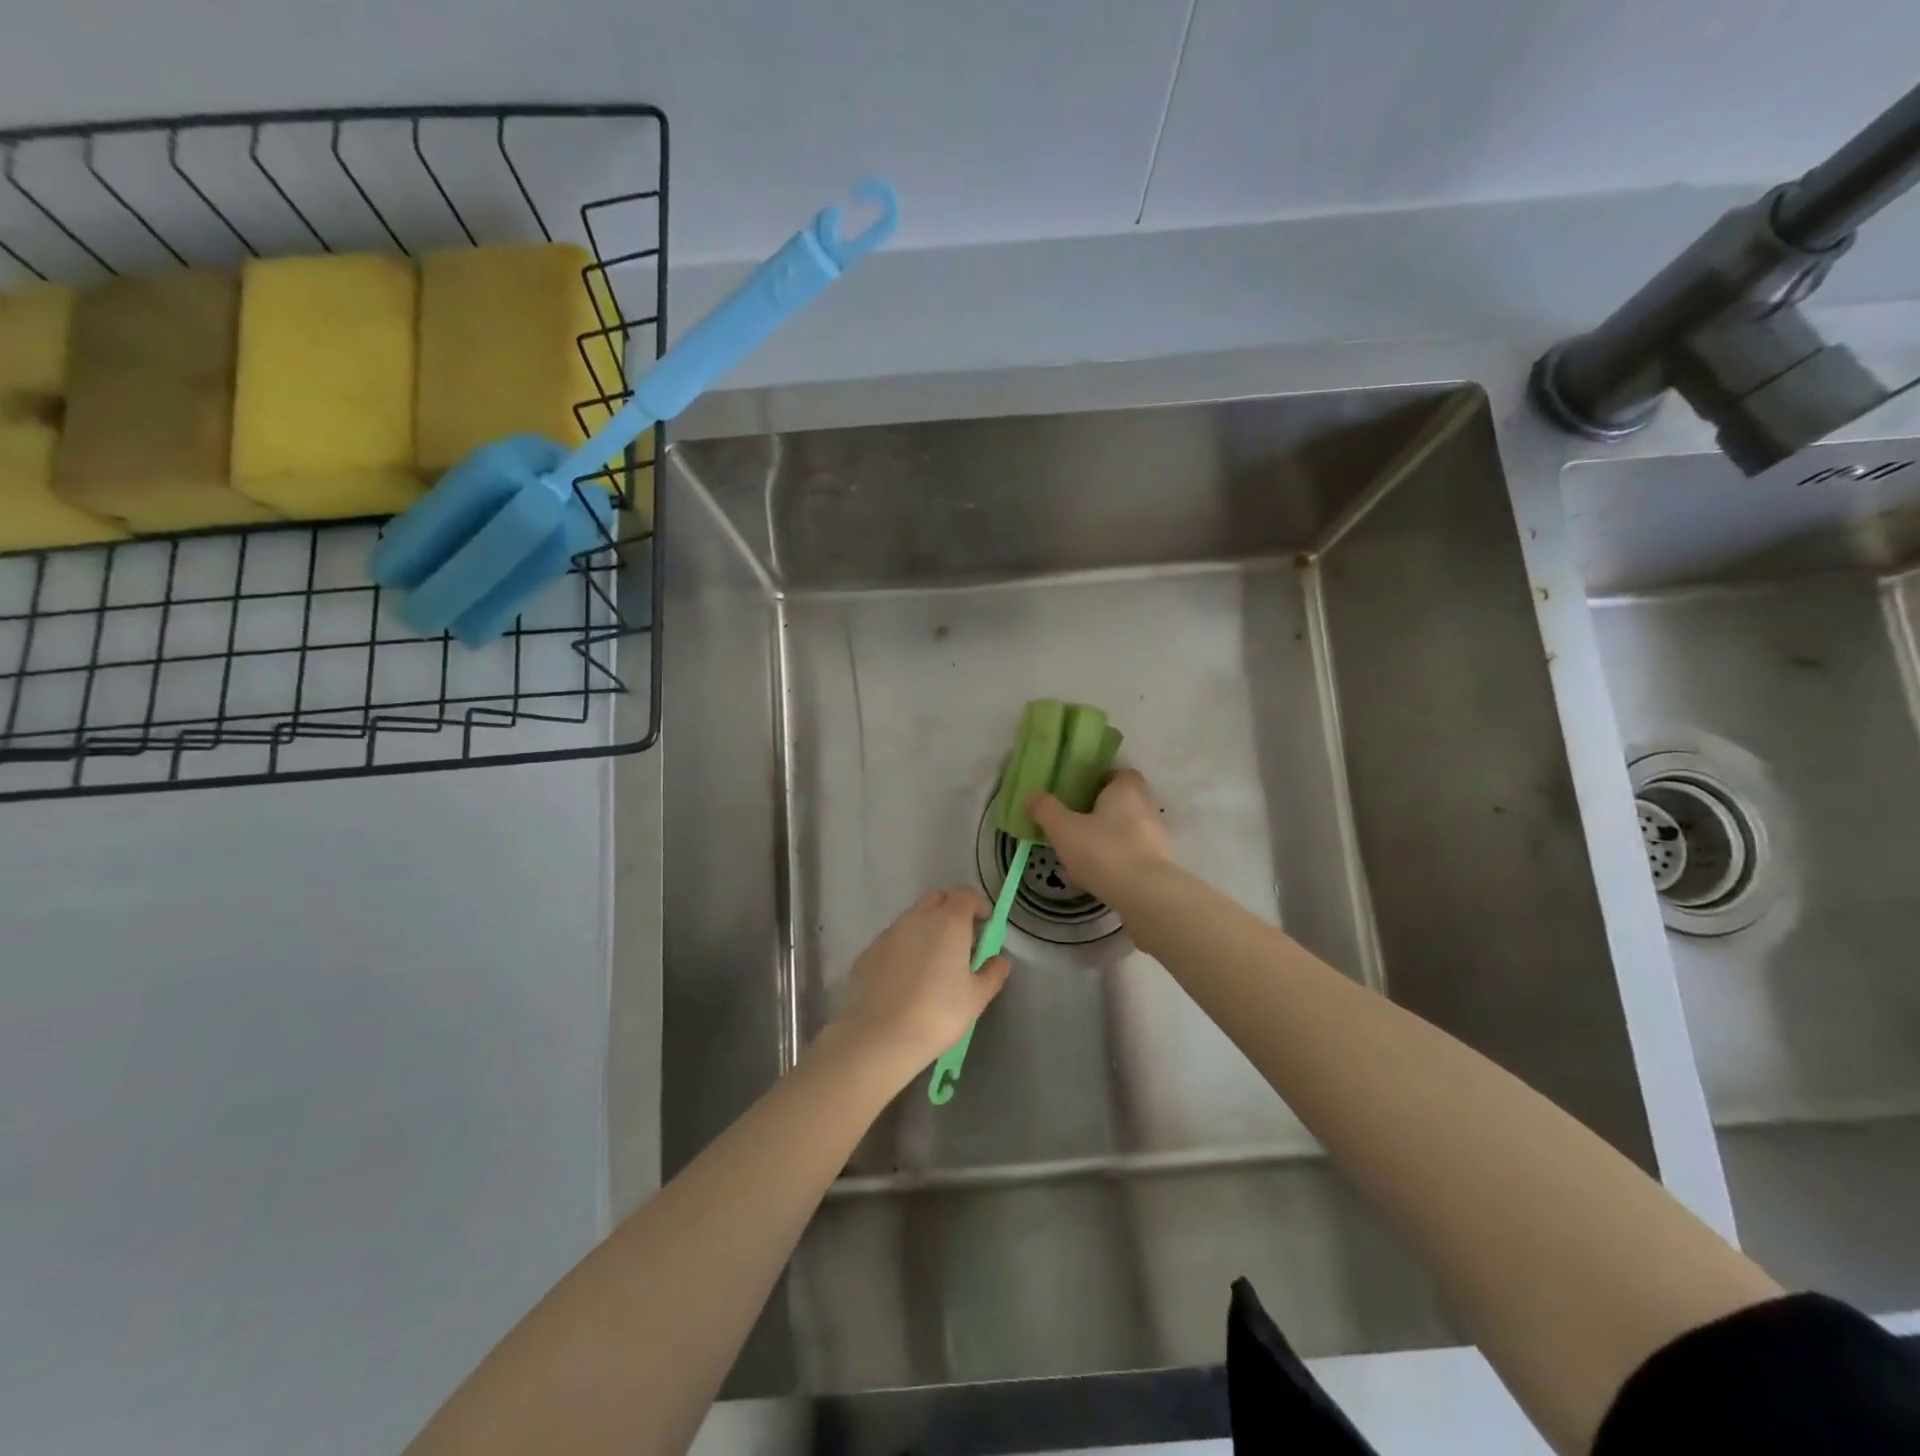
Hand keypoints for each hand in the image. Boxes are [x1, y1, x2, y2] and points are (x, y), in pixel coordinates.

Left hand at [833, 887, 1010, 1077]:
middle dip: (951, 910)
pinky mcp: (868, 951)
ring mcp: (889, 933)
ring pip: (912, 918)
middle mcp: (917, 918)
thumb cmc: (938, 1013)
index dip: (977, 905)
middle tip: (960, 940)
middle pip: (937, 898)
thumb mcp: (976, 998)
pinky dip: (904, 948)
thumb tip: (1000, 960)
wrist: (881, 1037)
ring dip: (926, 928)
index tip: (984, 925)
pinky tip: (905, 978)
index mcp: (948, 922)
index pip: (965, 895)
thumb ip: (992, 973)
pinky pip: (892, 940)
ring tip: (932, 962)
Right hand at [1027, 769, 1171, 902]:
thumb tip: (1031, 795)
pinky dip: (1114, 863)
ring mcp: (1156, 838)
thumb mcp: (1063, 829)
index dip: (1100, 781)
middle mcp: (1146, 808)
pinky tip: (1093, 879)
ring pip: (1125, 832)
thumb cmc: (1103, 851)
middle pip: (1122, 803)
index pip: (1120, 774)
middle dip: (1099, 813)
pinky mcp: (1159, 865)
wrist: (1145, 895)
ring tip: (1078, 857)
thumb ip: (1046, 810)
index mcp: (1126, 790)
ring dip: (1105, 841)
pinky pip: (1131, 857)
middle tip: (1073, 825)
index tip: (1079, 793)